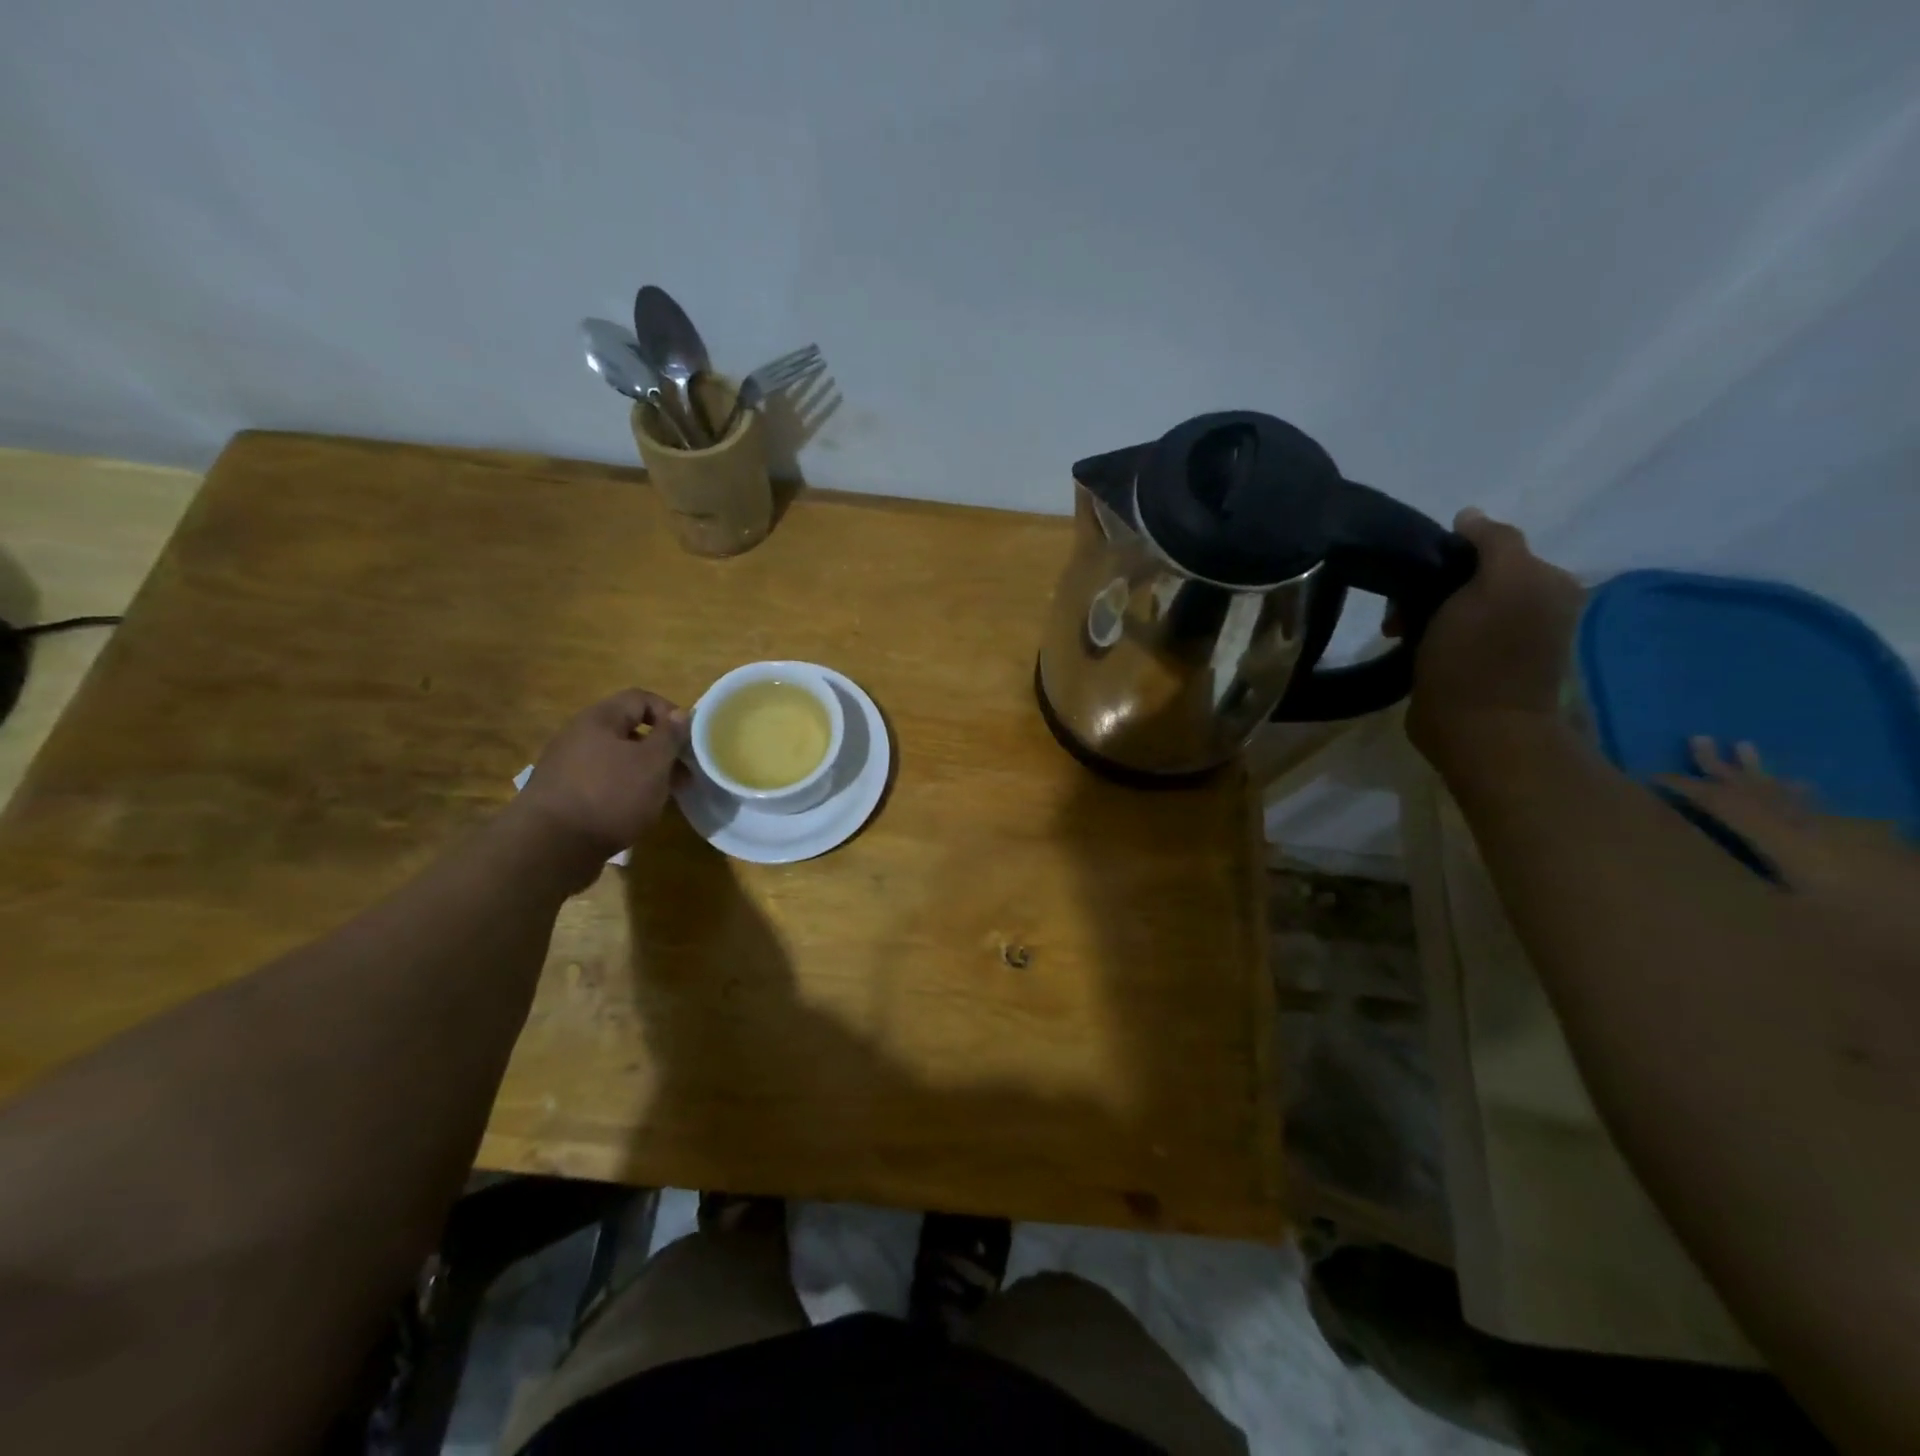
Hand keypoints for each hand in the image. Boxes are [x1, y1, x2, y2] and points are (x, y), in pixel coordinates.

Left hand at [513, 689, 688, 881]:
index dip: (670, 713)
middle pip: (628, 730)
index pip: (640, 698)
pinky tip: (634, 811)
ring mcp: (567, 766)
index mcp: (599, 719)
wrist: (550, 847)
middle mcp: (579, 735)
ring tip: (664, 796)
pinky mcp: (562, 794)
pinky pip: (602, 781)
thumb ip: (670, 736)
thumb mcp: (652, 763)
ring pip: (617, 759)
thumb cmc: (610, 796)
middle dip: (661, 749)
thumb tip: (680, 714)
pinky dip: (623, 790)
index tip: (689, 741)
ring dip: (644, 772)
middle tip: (683, 773)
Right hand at [1405, 509, 1584, 764]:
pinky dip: (1426, 635)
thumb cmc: (1480, 657)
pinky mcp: (1481, 665)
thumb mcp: (1497, 584)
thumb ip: (1494, 542)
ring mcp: (1508, 638)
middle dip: (1429, 588)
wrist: (1476, 730)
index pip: (1490, 546)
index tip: (1414, 578)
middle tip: (1400, 614)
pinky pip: (1449, 632)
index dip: (1447, 555)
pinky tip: (1412, 648)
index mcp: (1547, 581)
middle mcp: (1535, 604)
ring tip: (1399, 634)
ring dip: (1421, 613)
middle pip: (1469, 576)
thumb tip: (1470, 516)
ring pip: (1454, 604)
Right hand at [1660, 737, 1917, 898]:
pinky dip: (1800, 794)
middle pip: (1758, 790)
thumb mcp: (1803, 918)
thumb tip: (1697, 872)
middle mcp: (1809, 828)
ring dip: (1760, 771)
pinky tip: (1799, 786)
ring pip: (1788, 794)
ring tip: (1743, 746)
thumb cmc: (1871, 927)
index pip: (1727, 805)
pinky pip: (1819, 808)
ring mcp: (1840, 834)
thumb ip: (1752, 891)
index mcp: (1787, 842)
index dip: (1687, 788)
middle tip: (1697, 738)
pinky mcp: (1864, 844)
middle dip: (1721, 767)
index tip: (1651, 778)